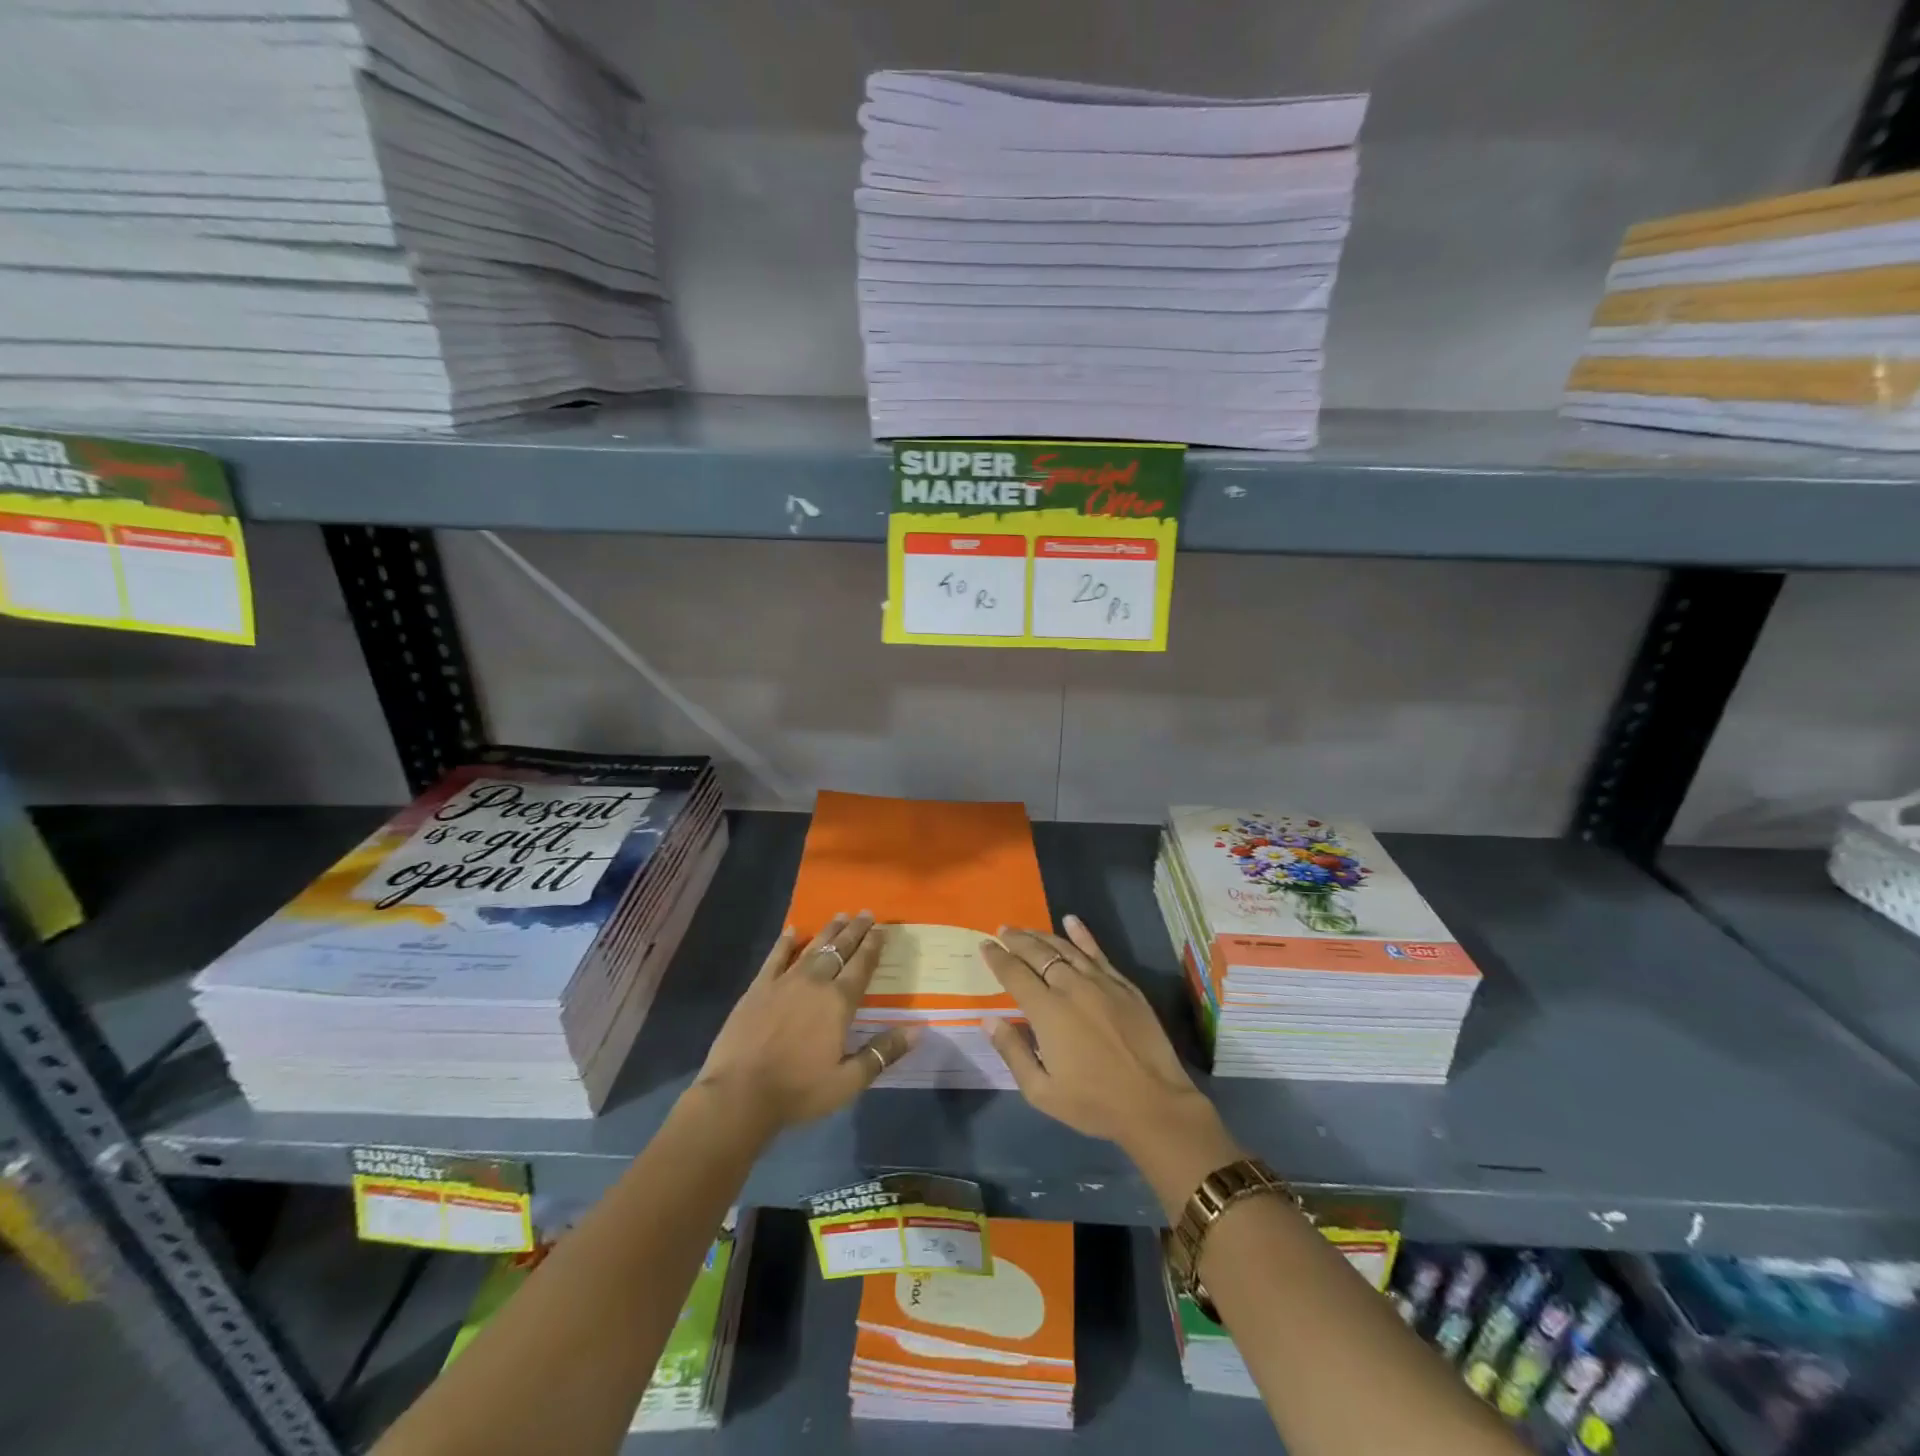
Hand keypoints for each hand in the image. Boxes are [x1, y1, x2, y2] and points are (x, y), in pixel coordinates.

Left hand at [694, 913, 918, 1137]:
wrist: (739, 1094)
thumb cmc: (798, 1091)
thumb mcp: (848, 1081)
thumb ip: (883, 1052)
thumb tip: (919, 1030)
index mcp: (839, 1003)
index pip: (861, 966)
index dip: (873, 946)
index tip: (881, 928)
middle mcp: (815, 983)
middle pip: (839, 950)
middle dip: (855, 930)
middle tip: (865, 912)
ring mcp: (784, 982)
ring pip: (812, 948)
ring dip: (828, 931)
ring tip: (840, 915)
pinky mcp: (758, 988)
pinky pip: (775, 957)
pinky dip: (785, 942)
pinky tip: (792, 930)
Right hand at [979, 915, 1216, 1147]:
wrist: (1154, 1104)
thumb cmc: (1093, 1103)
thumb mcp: (1041, 1091)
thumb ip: (1013, 1051)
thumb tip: (988, 1019)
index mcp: (1047, 1011)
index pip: (1015, 974)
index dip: (998, 958)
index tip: (985, 945)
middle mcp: (1071, 987)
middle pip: (1038, 954)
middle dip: (1017, 940)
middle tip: (1002, 930)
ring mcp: (1101, 982)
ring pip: (1066, 948)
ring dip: (1042, 936)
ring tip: (1026, 929)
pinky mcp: (1124, 985)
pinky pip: (1098, 952)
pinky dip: (1082, 935)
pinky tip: (1071, 921)